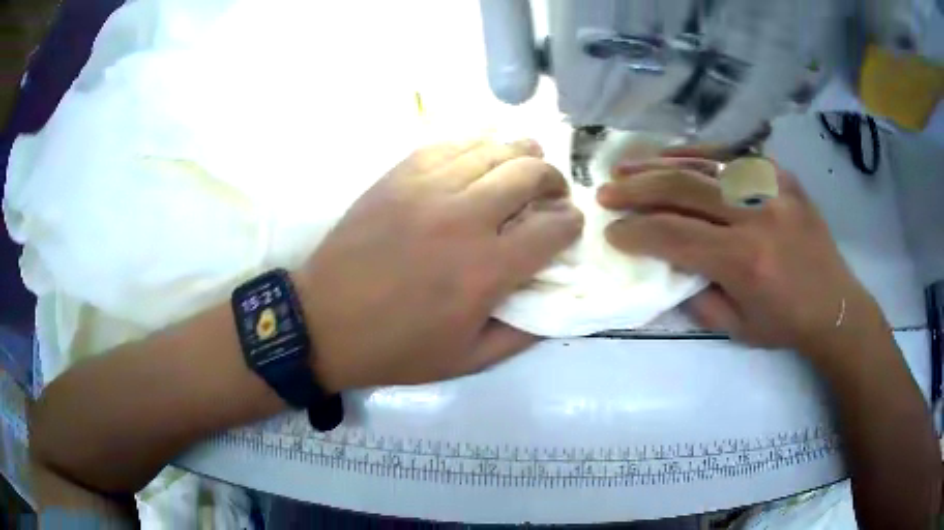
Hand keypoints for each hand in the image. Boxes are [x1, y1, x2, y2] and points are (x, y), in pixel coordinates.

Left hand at [295, 139, 583, 391]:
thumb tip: (556, 301)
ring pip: (493, 149)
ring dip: (521, 154)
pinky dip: (477, 146)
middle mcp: (464, 218)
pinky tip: (481, 158)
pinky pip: (450, 144)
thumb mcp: (468, 360)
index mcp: (486, 270)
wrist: (324, 322)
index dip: (571, 223)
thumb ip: (522, 334)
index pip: (553, 227)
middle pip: (530, 173)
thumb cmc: (396, 347)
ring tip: (524, 167)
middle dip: (554, 179)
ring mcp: (428, 189)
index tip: (569, 225)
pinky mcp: (399, 176)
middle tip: (552, 192)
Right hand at [598, 153, 885, 357]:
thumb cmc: (786, 324)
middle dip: (637, 190)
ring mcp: (772, 188)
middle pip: (684, 189)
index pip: (676, 236)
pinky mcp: (782, 176)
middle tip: (606, 192)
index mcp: (745, 261)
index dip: (637, 233)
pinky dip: (699, 154)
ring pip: (705, 164)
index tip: (612, 234)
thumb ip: (697, 294)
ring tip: (627, 166)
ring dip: (660, 164)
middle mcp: (757, 216)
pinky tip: (674, 156)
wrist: (835, 305)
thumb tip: (666, 265)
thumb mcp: (736, 327)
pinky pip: (734, 156)